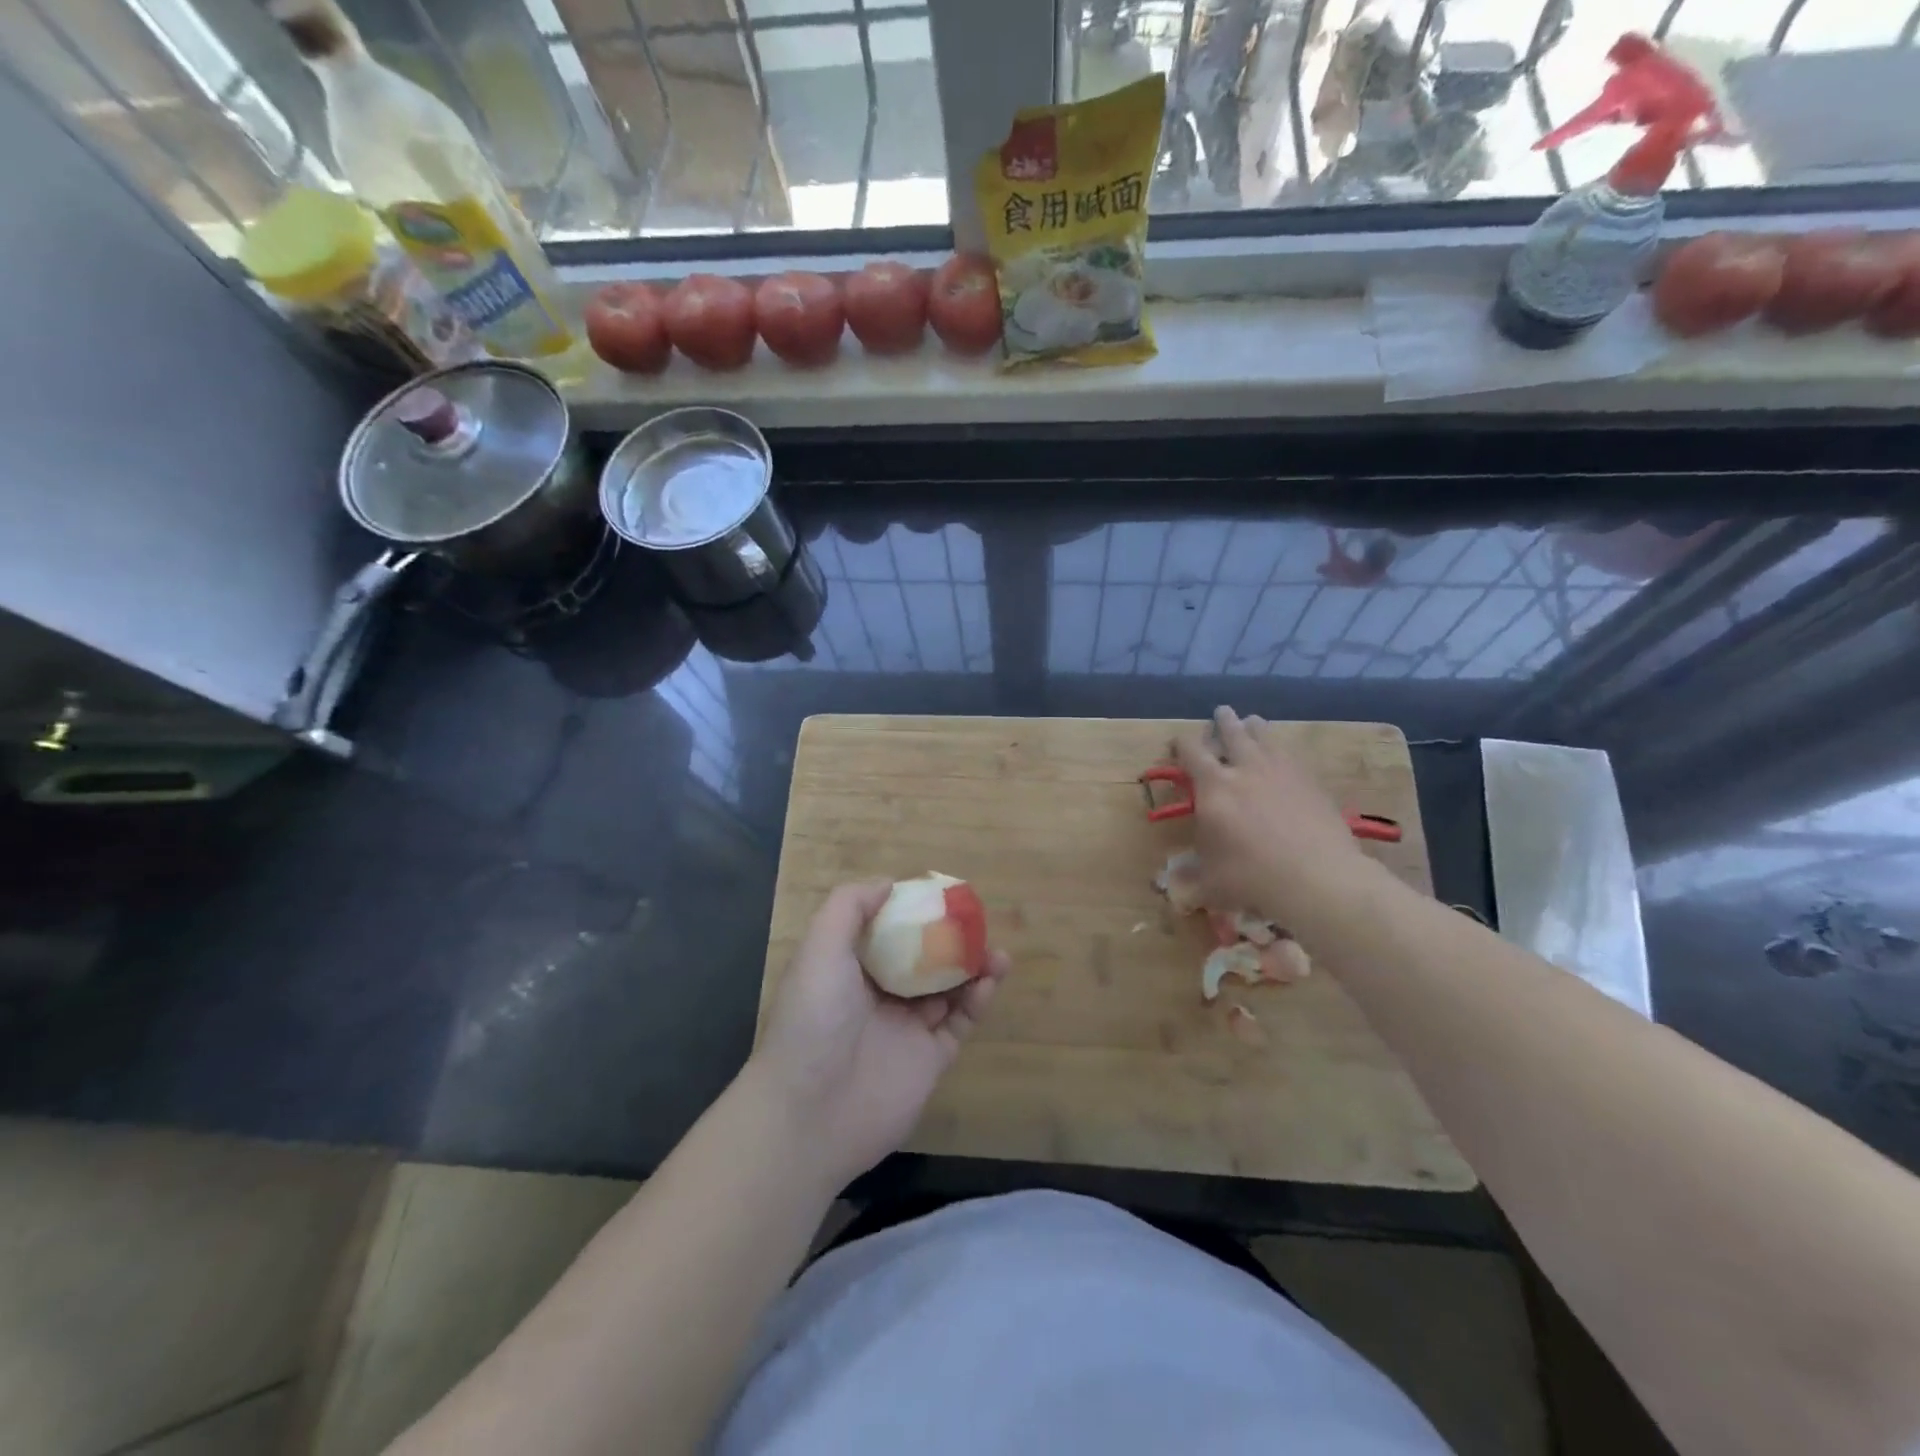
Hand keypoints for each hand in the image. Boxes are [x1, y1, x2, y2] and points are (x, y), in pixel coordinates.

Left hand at [747, 881, 1008, 1192]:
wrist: (810, 1114)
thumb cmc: (813, 1019)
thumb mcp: (820, 948)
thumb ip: (850, 907)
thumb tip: (888, 883)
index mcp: (848, 970)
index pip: (885, 932)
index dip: (911, 912)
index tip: (940, 895)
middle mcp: (877, 997)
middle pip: (922, 960)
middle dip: (949, 940)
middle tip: (976, 923)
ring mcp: (905, 1030)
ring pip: (947, 990)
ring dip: (972, 968)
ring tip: (996, 950)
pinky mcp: (929, 1061)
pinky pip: (960, 1024)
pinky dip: (978, 1001)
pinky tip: (990, 979)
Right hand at [1171, 706, 1378, 928]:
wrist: (1317, 878)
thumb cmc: (1251, 878)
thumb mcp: (1211, 882)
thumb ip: (1192, 877)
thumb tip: (1172, 885)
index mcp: (1213, 787)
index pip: (1191, 752)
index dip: (1182, 743)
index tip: (1178, 741)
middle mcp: (1245, 770)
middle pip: (1233, 734)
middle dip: (1224, 722)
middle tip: (1222, 712)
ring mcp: (1282, 772)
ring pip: (1265, 738)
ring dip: (1255, 728)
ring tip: (1253, 720)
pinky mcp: (1311, 782)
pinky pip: (1293, 756)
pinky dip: (1283, 750)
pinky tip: (1285, 754)